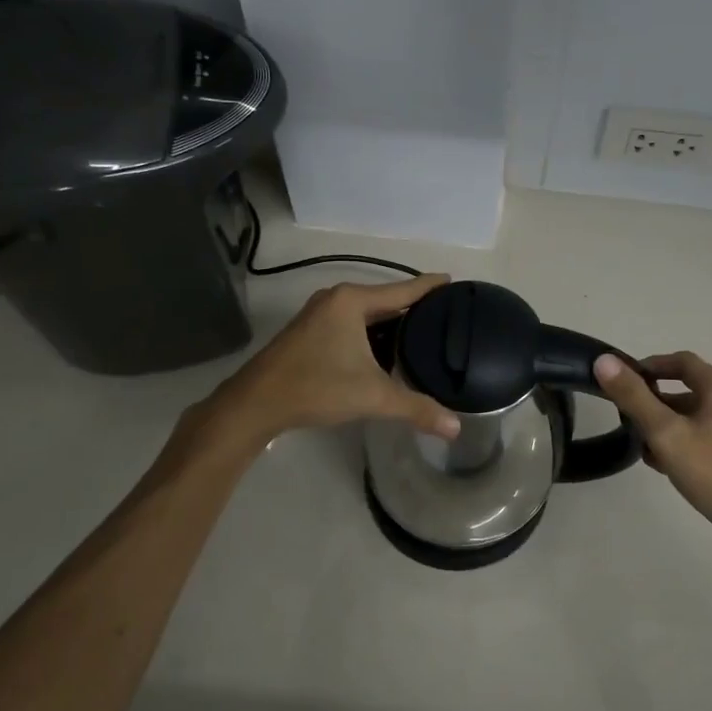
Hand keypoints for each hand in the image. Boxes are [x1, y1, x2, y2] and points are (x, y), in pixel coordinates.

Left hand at [212, 276, 461, 442]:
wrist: (255, 403)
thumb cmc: (316, 387)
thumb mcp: (372, 397)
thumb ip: (416, 408)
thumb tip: (456, 429)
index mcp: (352, 301)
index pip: (403, 289)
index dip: (431, 286)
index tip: (455, 281)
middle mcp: (336, 299)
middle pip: (386, 299)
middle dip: (415, 309)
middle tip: (447, 318)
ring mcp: (320, 314)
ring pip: (368, 314)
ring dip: (392, 324)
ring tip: (425, 335)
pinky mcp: (310, 332)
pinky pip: (353, 324)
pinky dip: (373, 334)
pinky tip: (388, 351)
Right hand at [594, 350, 711, 566]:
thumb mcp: (664, 433)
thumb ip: (633, 396)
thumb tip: (604, 361)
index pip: (683, 361)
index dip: (652, 365)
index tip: (627, 380)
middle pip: (691, 391)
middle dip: (657, 402)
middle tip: (630, 419)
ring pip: (701, 417)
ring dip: (671, 425)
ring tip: (646, 448)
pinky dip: (689, 442)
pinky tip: (672, 466)